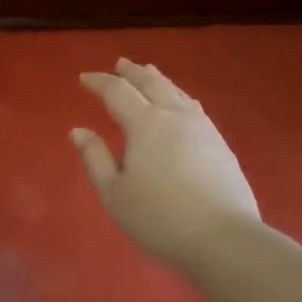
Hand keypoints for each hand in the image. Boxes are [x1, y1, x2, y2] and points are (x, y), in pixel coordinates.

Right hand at [71, 58, 259, 271]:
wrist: (223, 237)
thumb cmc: (159, 217)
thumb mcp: (114, 194)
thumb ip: (95, 159)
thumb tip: (78, 131)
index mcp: (145, 124)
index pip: (117, 92)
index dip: (99, 82)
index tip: (84, 79)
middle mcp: (174, 116)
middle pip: (151, 83)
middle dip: (132, 72)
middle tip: (120, 64)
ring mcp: (202, 128)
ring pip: (177, 92)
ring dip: (158, 80)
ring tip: (149, 74)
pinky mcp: (220, 144)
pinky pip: (194, 107)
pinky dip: (179, 97)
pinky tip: (182, 104)